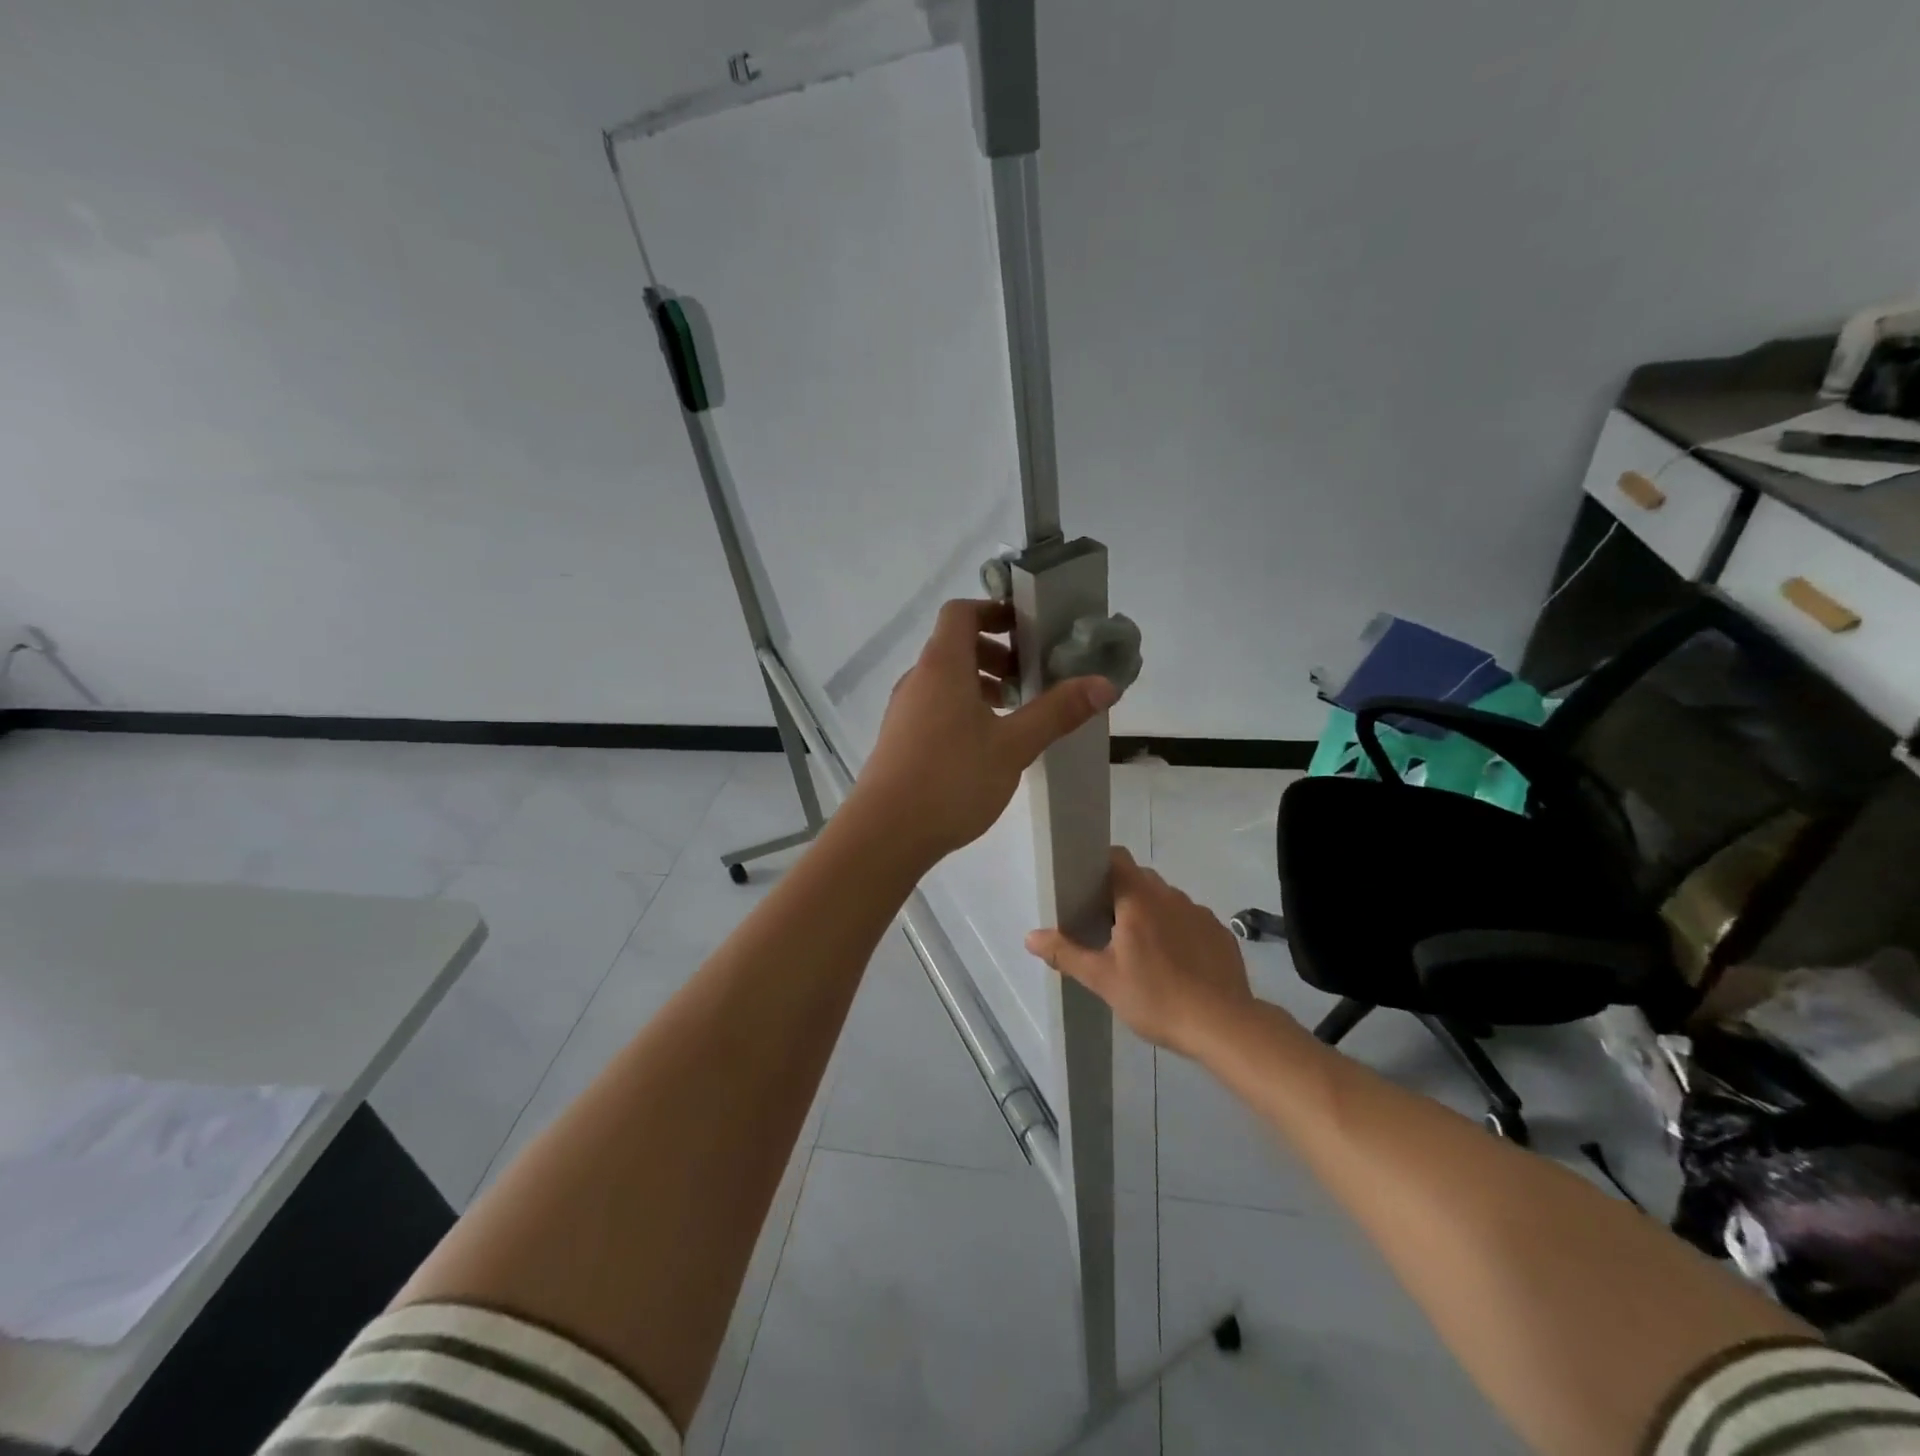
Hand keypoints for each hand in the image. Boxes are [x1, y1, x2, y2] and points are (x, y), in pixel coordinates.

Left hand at [848, 599, 1118, 864]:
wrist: (885, 833)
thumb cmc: (952, 779)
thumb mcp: (1013, 745)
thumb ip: (1057, 712)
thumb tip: (1105, 683)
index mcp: (943, 665)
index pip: (961, 612)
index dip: (994, 611)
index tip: (1028, 628)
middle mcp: (918, 679)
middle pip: (955, 645)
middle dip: (996, 654)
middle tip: (1030, 679)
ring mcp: (904, 710)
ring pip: (946, 680)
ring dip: (981, 684)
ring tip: (1014, 715)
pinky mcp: (899, 739)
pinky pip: (935, 706)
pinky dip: (963, 708)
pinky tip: (985, 746)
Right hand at [1026, 848, 1258, 1058]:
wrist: (1223, 1026)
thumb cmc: (1155, 997)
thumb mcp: (1103, 979)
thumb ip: (1066, 953)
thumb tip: (1030, 936)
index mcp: (1139, 899)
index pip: (1117, 858)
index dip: (1099, 865)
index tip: (1085, 886)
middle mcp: (1171, 896)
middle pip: (1140, 879)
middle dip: (1121, 894)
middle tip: (1105, 925)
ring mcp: (1200, 913)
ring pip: (1167, 900)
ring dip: (1151, 913)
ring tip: (1141, 949)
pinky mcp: (1221, 934)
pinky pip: (1191, 921)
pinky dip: (1178, 932)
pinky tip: (1176, 965)